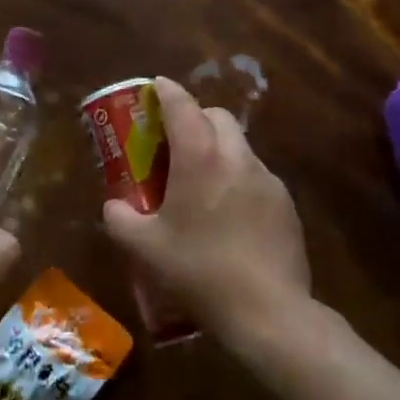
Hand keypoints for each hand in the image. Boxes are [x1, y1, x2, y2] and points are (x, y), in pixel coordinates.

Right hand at [101, 77, 310, 344]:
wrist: (269, 313)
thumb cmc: (200, 272)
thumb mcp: (145, 249)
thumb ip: (120, 219)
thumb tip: (114, 206)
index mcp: (200, 157)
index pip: (182, 105)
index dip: (166, 91)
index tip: (155, 87)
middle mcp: (236, 157)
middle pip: (217, 116)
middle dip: (196, 117)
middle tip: (175, 141)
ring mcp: (267, 179)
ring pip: (239, 146)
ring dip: (219, 149)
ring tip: (202, 182)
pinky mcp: (286, 204)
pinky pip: (256, 176)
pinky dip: (238, 179)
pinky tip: (230, 215)